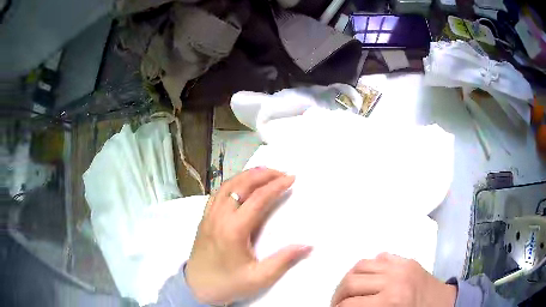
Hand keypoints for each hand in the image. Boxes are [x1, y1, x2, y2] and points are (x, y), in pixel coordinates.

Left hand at [185, 167, 311, 304]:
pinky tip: (241, 185)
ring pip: (227, 185)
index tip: (291, 178)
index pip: (258, 199)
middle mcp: (219, 216)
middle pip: (241, 185)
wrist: (197, 287)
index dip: (276, 186)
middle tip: (281, 172)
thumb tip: (307, 245)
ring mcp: (209, 215)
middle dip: (263, 174)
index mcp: (234, 229)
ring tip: (264, 173)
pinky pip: (218, 192)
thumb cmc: (228, 283)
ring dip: (247, 175)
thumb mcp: (259, 278)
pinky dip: (232, 183)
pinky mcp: (204, 218)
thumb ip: (283, 261)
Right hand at [331, 253, 456, 306]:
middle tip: (337, 303)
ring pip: (361, 265)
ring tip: (349, 291)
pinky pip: (379, 258)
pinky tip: (367, 279)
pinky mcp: (407, 260)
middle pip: (351, 281)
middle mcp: (394, 279)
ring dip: (350, 279)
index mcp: (391, 301)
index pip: (349, 304)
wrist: (444, 304)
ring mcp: (402, 265)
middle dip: (338, 294)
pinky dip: (367, 268)